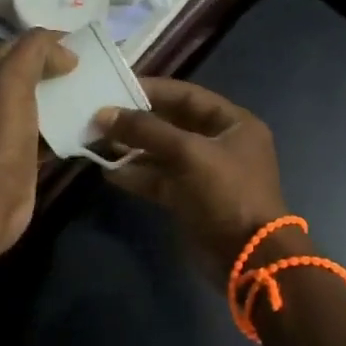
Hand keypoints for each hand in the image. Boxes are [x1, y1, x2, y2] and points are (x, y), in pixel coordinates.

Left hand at [0, 30, 76, 252]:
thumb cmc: (0, 138)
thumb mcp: (12, 81)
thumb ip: (34, 52)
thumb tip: (65, 53)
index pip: (15, 48)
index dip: (47, 43)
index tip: (81, 46)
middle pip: (28, 76)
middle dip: (59, 70)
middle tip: (92, 70)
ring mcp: (3, 132)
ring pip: (40, 105)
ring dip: (65, 99)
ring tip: (96, 94)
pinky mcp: (21, 156)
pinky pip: (47, 133)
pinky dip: (66, 127)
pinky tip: (89, 127)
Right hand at [96, 78, 289, 280]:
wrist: (249, 257)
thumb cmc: (227, 193)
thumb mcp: (188, 153)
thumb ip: (146, 131)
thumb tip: (103, 114)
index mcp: (233, 123)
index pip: (187, 96)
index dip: (151, 90)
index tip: (115, 88)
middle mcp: (219, 144)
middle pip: (171, 124)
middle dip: (136, 122)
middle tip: (98, 117)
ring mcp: (204, 173)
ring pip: (161, 154)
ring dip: (131, 149)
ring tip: (96, 142)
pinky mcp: (189, 199)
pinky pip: (159, 180)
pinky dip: (136, 175)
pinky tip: (108, 170)